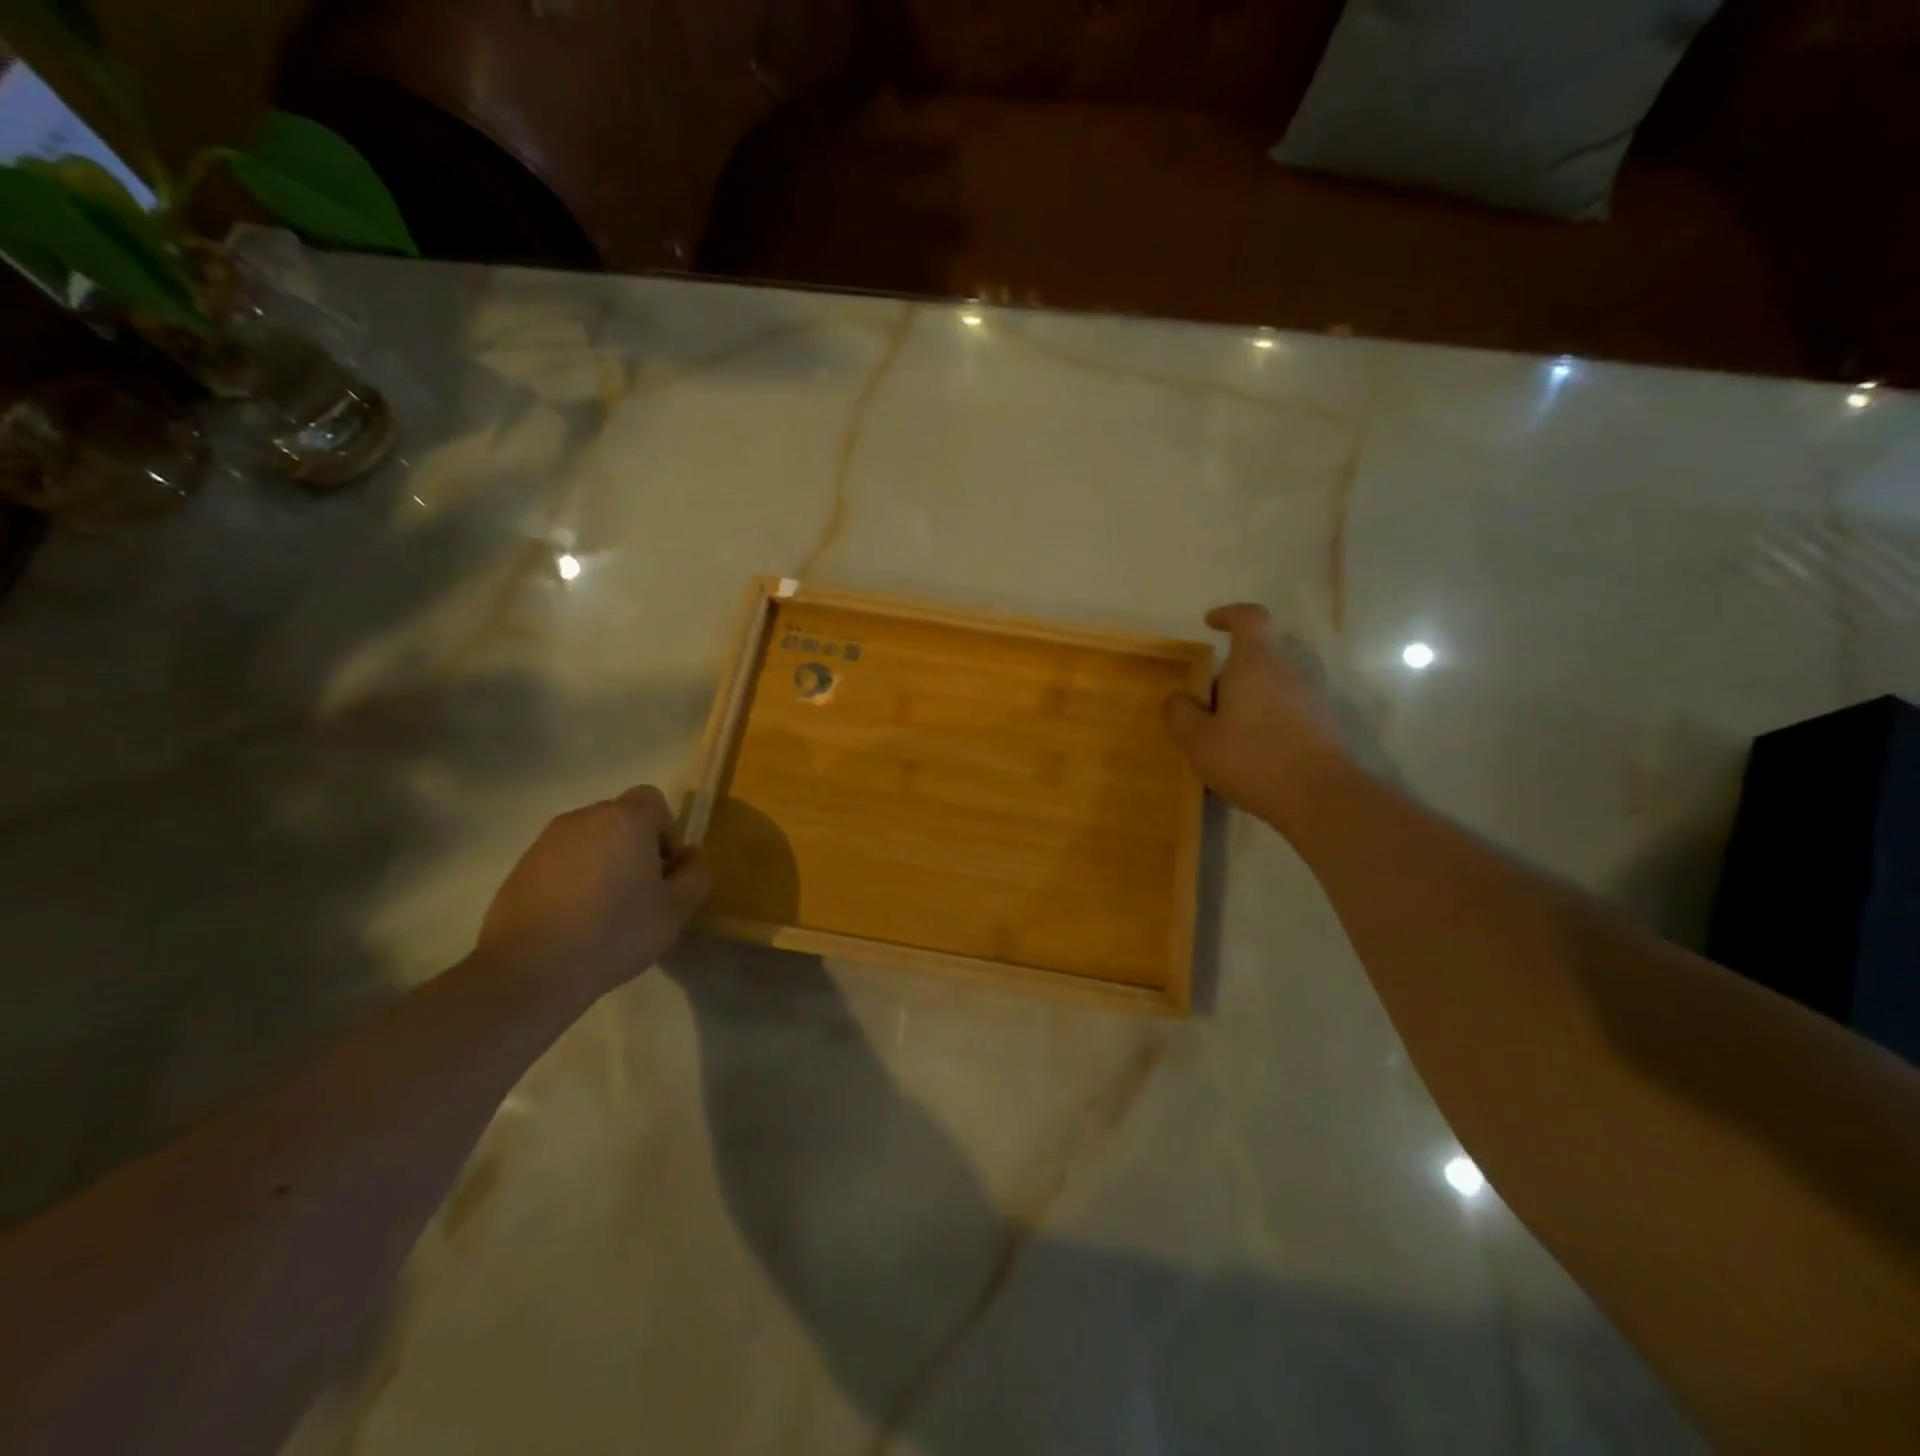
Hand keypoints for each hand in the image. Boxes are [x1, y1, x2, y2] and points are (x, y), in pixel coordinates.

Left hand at [478, 785, 711, 1000]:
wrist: (529, 970)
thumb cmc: (614, 932)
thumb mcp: (675, 911)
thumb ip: (695, 876)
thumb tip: (691, 858)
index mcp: (625, 820)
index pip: (653, 800)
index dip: (666, 831)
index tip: (663, 871)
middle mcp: (584, 818)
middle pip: (621, 819)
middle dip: (635, 847)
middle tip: (639, 892)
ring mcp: (547, 842)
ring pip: (591, 840)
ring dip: (604, 862)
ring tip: (604, 909)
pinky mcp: (521, 867)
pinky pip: (562, 861)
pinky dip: (574, 879)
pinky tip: (574, 919)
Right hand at [1162, 604, 1358, 829]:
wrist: (1322, 798)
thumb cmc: (1253, 760)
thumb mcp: (1198, 741)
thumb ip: (1180, 713)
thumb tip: (1178, 697)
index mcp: (1256, 664)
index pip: (1250, 618)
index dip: (1230, 614)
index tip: (1210, 623)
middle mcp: (1289, 671)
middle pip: (1256, 658)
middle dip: (1227, 677)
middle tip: (1203, 710)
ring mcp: (1312, 697)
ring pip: (1270, 687)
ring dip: (1246, 703)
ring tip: (1224, 740)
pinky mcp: (1324, 724)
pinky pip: (1286, 711)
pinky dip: (1265, 722)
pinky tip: (1251, 758)